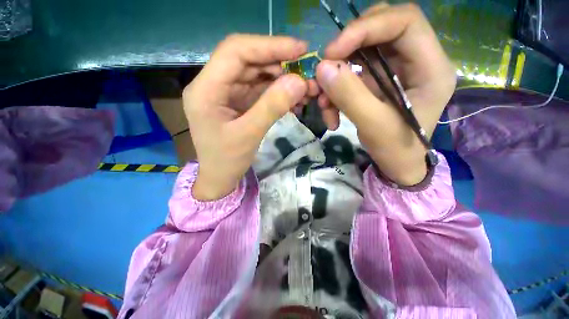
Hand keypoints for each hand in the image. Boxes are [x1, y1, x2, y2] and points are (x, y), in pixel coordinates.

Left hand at [183, 34, 308, 200]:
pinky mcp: (237, 102)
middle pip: (247, 60)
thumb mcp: (249, 135)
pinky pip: (258, 89)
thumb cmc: (227, 161)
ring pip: (255, 74)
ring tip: (304, 86)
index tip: (299, 49)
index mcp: (206, 89)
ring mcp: (226, 93)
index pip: (236, 52)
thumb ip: (272, 106)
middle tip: (306, 70)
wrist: (219, 177)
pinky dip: (277, 91)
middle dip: (278, 62)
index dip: (269, 45)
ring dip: (281, 78)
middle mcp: (213, 84)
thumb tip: (300, 81)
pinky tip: (293, 97)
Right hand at [315, 3, 455, 185]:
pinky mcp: (377, 83)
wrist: (397, 165)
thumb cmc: (396, 150)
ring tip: (324, 105)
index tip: (333, 52)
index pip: (404, 22)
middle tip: (325, 71)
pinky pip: (351, 76)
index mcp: (431, 67)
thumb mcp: (374, 126)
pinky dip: (335, 93)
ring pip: (359, 54)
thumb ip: (349, 95)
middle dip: (347, 49)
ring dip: (335, 78)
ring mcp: (394, 71)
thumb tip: (323, 68)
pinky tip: (330, 114)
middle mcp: (415, 61)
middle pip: (379, 30)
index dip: (366, 28)